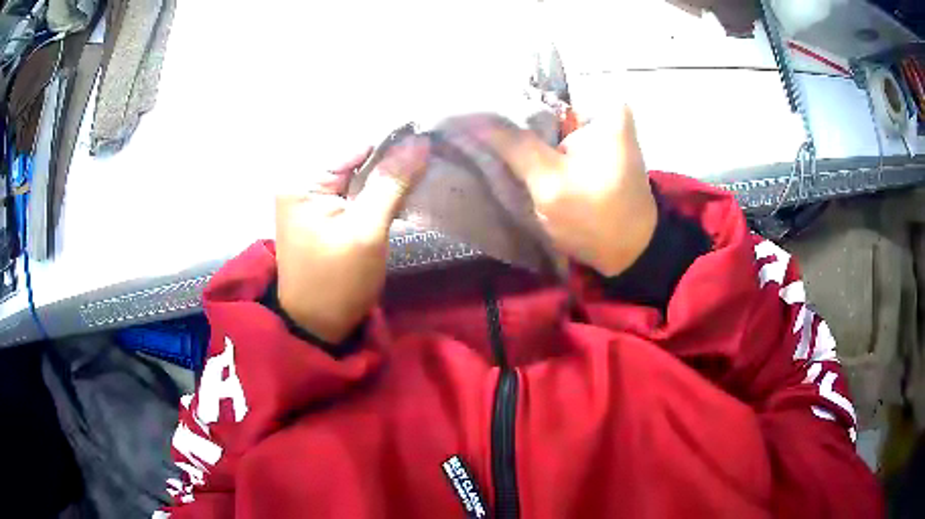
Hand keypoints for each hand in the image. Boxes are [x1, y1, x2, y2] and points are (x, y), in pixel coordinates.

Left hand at [275, 137, 428, 343]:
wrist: (316, 326)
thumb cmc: (339, 282)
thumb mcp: (367, 231)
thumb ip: (392, 183)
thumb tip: (420, 141)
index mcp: (303, 180)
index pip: (356, 146)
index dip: (394, 146)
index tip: (429, 149)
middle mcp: (300, 182)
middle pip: (355, 159)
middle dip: (390, 163)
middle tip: (426, 167)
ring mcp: (307, 198)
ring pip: (356, 176)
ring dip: (384, 179)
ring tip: (416, 180)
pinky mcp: (318, 214)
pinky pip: (351, 192)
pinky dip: (373, 193)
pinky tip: (396, 196)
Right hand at [477, 104, 656, 276]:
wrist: (631, 255)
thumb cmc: (596, 219)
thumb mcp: (550, 182)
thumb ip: (514, 146)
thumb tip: (473, 118)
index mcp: (603, 109)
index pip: (540, 98)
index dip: (506, 110)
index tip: (476, 124)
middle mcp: (605, 113)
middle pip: (546, 114)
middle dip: (516, 127)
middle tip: (480, 141)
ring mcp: (603, 133)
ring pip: (550, 131)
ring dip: (526, 143)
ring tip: (493, 151)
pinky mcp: (599, 152)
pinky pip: (560, 146)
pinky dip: (542, 155)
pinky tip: (519, 165)